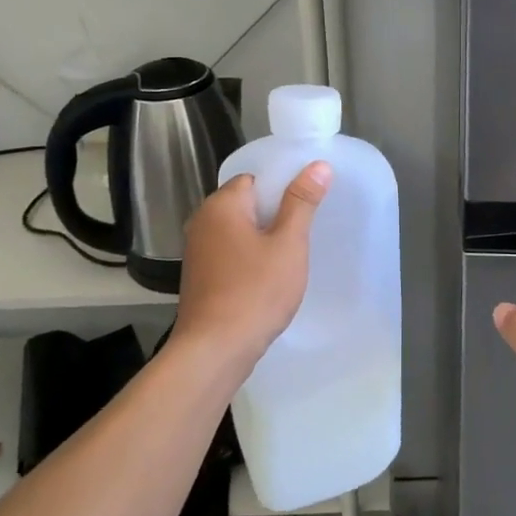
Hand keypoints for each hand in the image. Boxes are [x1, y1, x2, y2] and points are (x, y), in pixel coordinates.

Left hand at [173, 163, 331, 367]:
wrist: (214, 350)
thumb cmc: (255, 292)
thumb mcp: (288, 244)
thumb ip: (302, 202)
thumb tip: (318, 165)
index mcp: (221, 205)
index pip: (255, 180)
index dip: (282, 190)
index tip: (306, 209)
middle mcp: (202, 221)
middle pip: (246, 204)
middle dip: (275, 216)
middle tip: (303, 236)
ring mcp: (197, 251)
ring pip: (239, 231)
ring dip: (263, 240)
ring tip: (289, 259)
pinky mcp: (199, 276)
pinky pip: (231, 254)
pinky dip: (249, 260)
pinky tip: (268, 280)